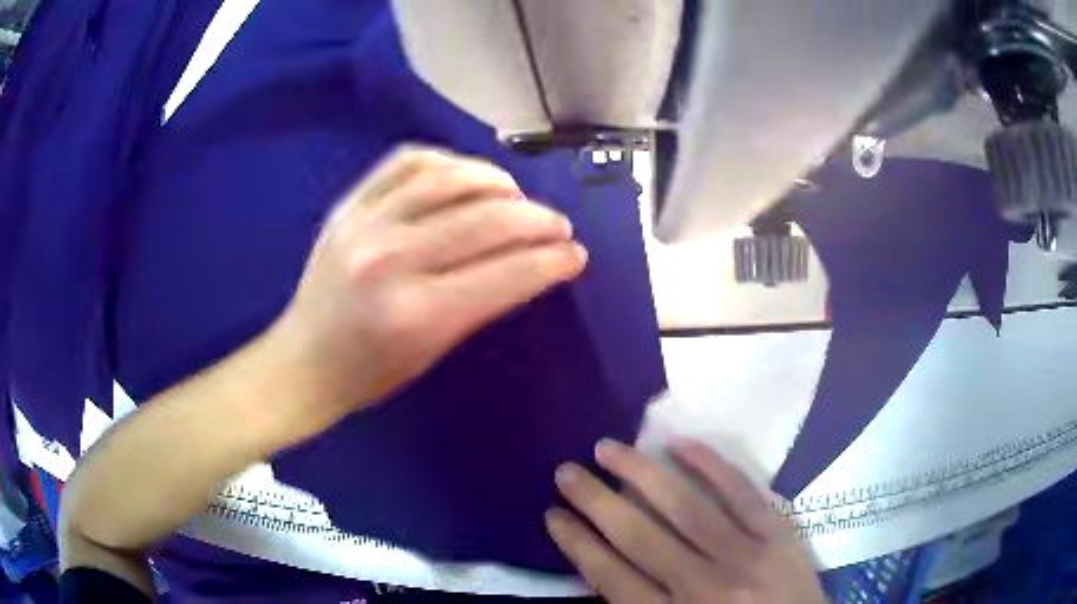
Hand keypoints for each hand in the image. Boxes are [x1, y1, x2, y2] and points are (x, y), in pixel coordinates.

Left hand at [270, 146, 586, 427]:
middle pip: (486, 219)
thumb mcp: (435, 350)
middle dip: (538, 220)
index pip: (505, 273)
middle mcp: (390, 259)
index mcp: (416, 313)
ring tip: (517, 197)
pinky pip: (407, 161)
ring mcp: (364, 223)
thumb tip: (532, 262)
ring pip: (449, 178)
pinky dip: (447, 161)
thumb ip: (483, 301)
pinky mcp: (348, 204)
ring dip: (499, 182)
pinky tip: (466, 175)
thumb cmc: (371, 373)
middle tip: (558, 226)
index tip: (576, 255)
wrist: (303, 360)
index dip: (551, 261)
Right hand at [547, 439, 825, 603]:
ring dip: (640, 474)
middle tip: (566, 471)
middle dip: (595, 501)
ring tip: (608, 449)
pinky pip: (742, 492)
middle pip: (638, 536)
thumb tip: (601, 567)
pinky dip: (710, 465)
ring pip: (684, 507)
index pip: (610, 576)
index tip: (553, 515)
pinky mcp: (779, 533)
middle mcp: (703, 585)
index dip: (577, 544)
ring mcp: (746, 554)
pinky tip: (679, 444)